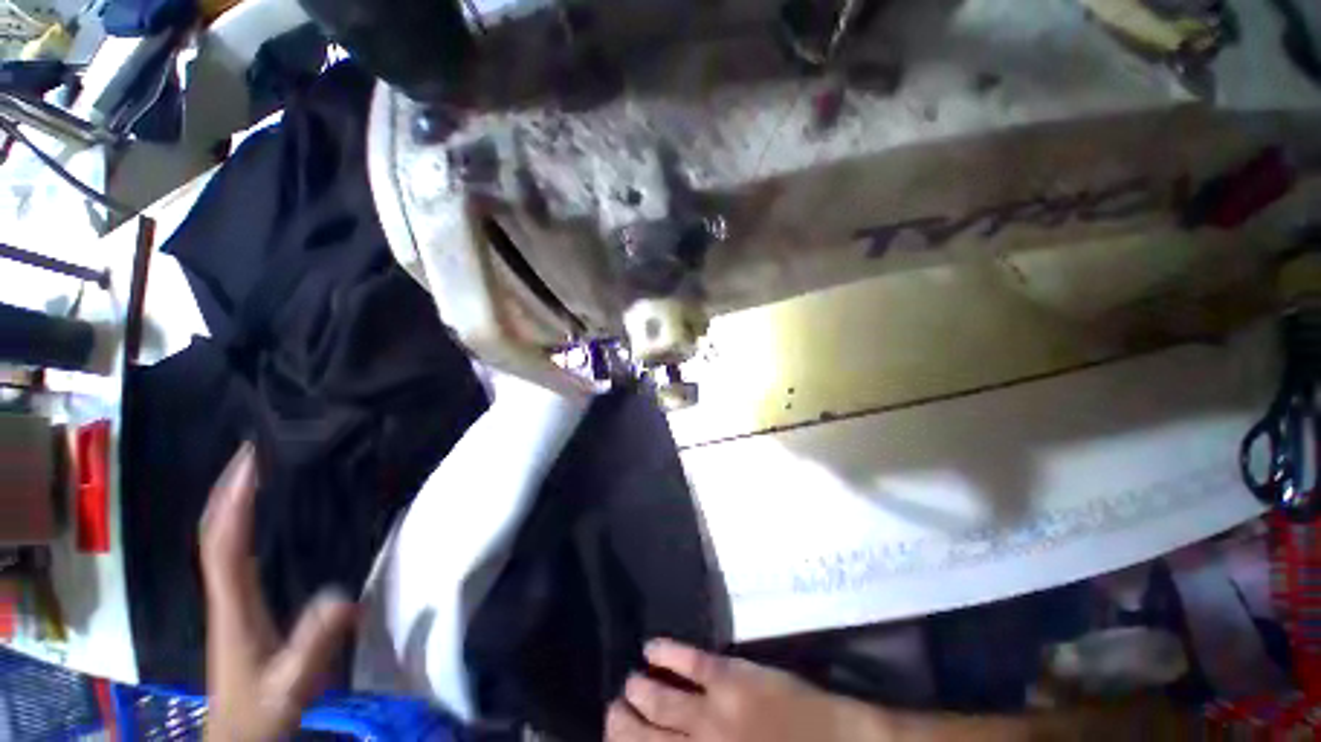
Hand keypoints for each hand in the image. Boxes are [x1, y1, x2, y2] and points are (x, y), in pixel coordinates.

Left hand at [200, 444, 356, 741]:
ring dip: (232, 503)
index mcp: (233, 607)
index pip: (226, 544)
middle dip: (228, 490)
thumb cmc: (262, 712)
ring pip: (220, 541)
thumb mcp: (292, 685)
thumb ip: (313, 645)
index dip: (235, 502)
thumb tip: (342, 595)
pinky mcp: (238, 606)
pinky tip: (262, 517)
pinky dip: (241, 525)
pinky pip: (234, 554)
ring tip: (258, 471)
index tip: (252, 462)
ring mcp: (229, 600)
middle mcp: (224, 594)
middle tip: (254, 451)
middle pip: (215, 534)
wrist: (239, 737)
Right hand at [607, 639, 891, 741]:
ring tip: (628, 683)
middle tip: (613, 710)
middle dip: (624, 726)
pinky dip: (668, 653)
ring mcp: (714, 712)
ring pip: (662, 700)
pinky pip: (690, 663)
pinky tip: (652, 646)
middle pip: (646, 738)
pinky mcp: (731, 676)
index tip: (613, 737)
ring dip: (641, 691)